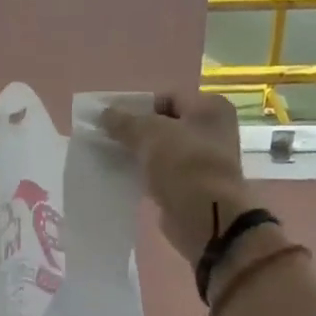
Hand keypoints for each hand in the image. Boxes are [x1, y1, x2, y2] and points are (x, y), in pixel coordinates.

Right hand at [100, 93, 260, 265]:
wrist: (206, 217)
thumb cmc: (183, 164)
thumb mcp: (149, 133)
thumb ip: (124, 121)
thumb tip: (103, 114)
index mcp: (210, 108)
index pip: (167, 98)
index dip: (138, 106)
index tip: (112, 118)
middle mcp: (212, 131)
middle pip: (165, 125)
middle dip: (135, 131)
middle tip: (107, 138)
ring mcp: (203, 161)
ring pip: (162, 151)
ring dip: (139, 155)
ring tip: (110, 157)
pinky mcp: (192, 187)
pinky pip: (162, 174)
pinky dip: (145, 175)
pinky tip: (123, 177)